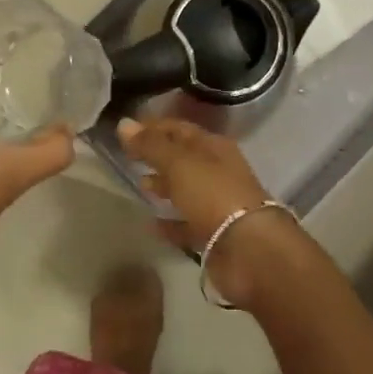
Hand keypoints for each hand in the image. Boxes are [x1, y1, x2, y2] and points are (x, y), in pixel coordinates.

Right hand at [118, 118, 298, 304]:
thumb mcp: (179, 163)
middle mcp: (218, 171)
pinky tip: (151, 224)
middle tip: (128, 156)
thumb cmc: (214, 195)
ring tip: (140, 185)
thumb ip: (151, 146)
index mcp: (214, 147)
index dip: (153, 126)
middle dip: (158, 155)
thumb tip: (123, 124)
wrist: (249, 249)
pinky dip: (170, 222)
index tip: (125, 129)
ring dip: (165, 186)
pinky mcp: (215, 234)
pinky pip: (187, 223)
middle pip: (184, 158)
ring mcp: (218, 203)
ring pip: (186, 189)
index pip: (180, 128)